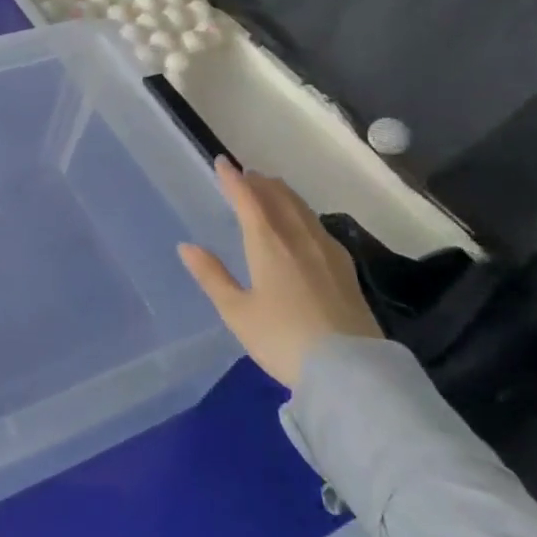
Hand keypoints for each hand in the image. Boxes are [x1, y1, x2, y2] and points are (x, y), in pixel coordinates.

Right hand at [178, 157, 381, 389]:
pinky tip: (305, 225)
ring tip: (272, 190)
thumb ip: (212, 276)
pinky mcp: (346, 269)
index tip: (222, 162)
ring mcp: (327, 252)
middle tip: (246, 174)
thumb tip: (186, 246)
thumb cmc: (283, 340)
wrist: (351, 374)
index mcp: (268, 242)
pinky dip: (303, 213)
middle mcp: (298, 237)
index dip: (233, 179)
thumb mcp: (237, 312)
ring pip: (302, 209)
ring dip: (283, 194)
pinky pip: (319, 225)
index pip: (247, 199)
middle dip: (260, 183)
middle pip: (278, 197)